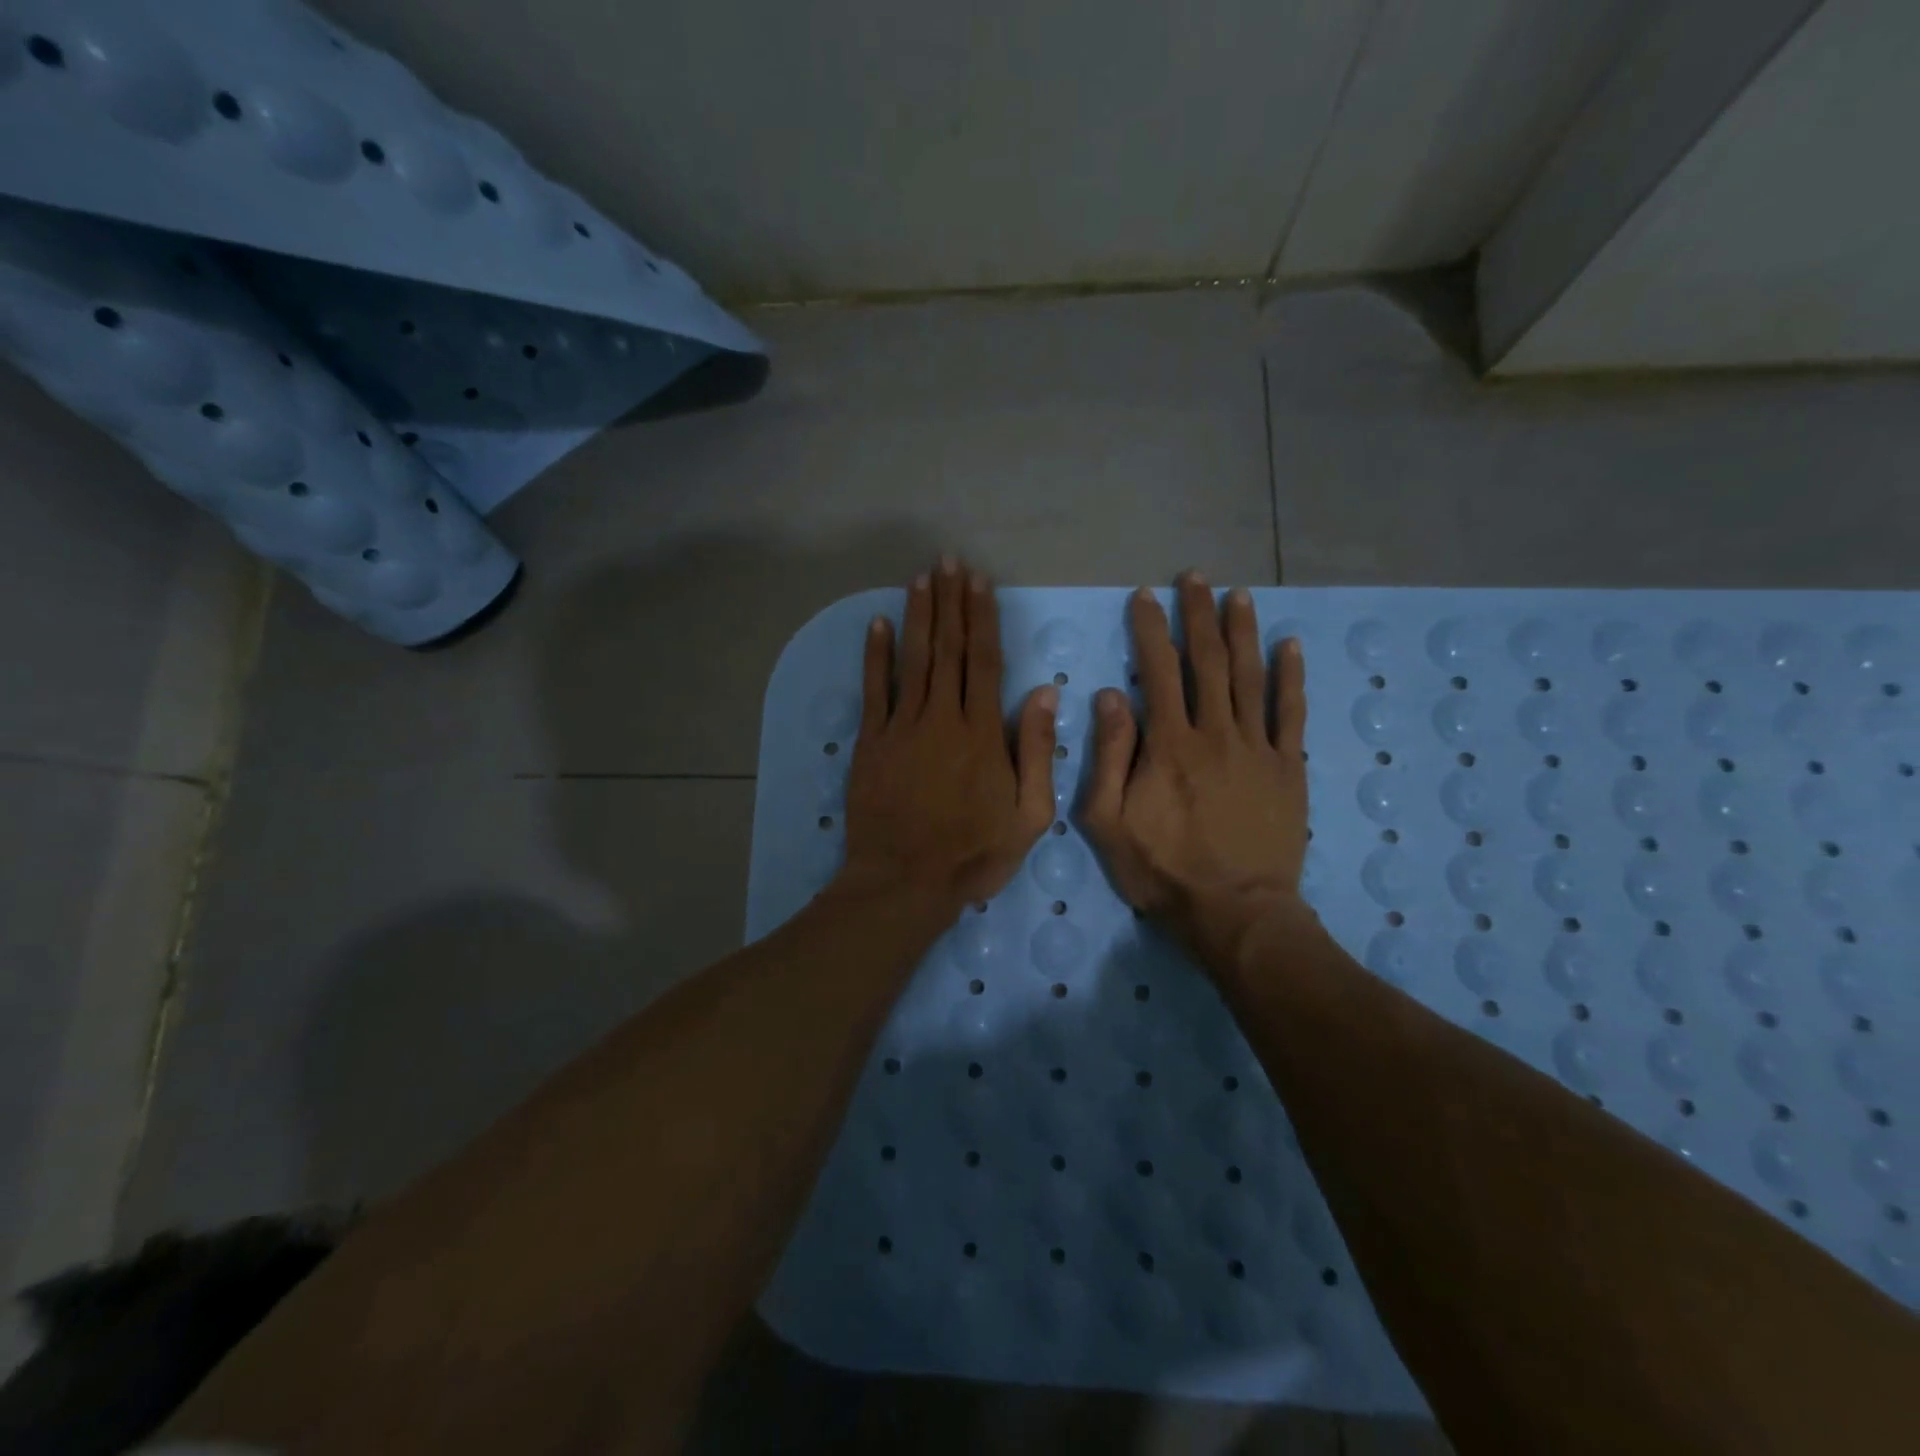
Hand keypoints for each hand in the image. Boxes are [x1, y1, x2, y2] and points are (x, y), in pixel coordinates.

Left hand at [839, 558, 1058, 915]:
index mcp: (982, 734)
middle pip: (947, 649)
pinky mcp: (871, 743)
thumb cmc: (973, 854)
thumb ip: (1036, 752)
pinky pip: (874, 690)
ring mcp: (902, 727)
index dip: (982, 619)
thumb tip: (1043, 692)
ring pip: (913, 660)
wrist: (904, 882)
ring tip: (922, 579)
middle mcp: (942, 718)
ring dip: (918, 616)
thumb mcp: (1028, 816)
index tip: (980, 584)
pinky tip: (877, 624)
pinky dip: (875, 655)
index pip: (984, 662)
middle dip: (950, 603)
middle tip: (950, 562)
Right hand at [1081, 573, 1310, 972]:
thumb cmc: (1163, 870)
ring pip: (1250, 677)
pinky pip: (1292, 714)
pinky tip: (1289, 646)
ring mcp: (1258, 748)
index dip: (1150, 630)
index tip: (1145, 596)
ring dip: (1242, 632)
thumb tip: (1110, 696)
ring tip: (1237, 595)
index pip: (1157, 672)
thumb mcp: (1108, 821)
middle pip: (1207, 662)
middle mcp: (1215, 733)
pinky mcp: (1289, 768)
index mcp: (1169, 745)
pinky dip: (1291, 677)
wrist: (1234, 912)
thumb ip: (1109, 756)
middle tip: (1195, 578)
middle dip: (1198, 615)